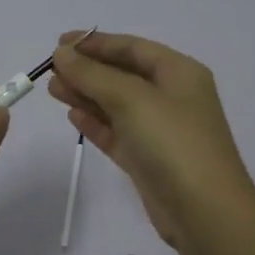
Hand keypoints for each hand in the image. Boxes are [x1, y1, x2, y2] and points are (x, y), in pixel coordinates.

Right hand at [46, 31, 254, 249]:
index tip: (60, 43)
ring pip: (117, 104)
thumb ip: (93, 74)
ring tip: (52, 89)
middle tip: (51, 69)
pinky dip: (96, 123)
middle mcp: (172, 96)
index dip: (96, 42)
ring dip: (86, 95)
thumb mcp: (131, 99)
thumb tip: (62, 54)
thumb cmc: (172, 142)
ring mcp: (160, 130)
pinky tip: (72, 115)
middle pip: (123, 74)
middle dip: (87, 70)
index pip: (132, 48)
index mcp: (179, 72)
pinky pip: (117, 132)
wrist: (204, 212)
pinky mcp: (148, 159)